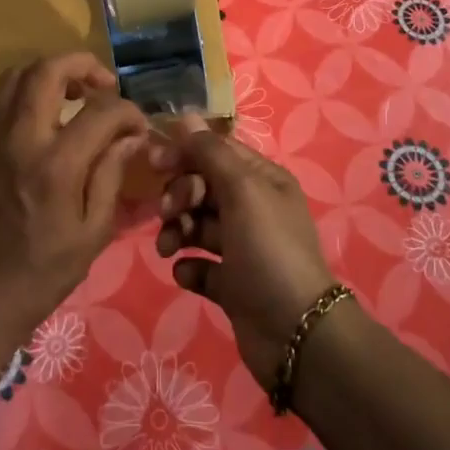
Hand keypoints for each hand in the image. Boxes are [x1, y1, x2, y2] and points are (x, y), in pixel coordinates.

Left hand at [0, 53, 150, 348]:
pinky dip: (21, 94)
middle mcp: (19, 139)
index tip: (138, 125)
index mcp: (56, 166)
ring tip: (72, 95)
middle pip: (48, 70)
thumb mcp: (92, 232)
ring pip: (15, 76)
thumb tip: (131, 135)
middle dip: (83, 65)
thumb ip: (111, 174)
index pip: (101, 111)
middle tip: (103, 85)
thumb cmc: (42, 274)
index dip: (128, 111)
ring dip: (49, 74)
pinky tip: (38, 117)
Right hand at [155, 115, 337, 386]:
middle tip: (169, 212)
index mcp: (262, 180)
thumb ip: (210, 152)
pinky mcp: (232, 284)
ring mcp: (242, 248)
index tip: (154, 163)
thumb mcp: (242, 191)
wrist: (295, 333)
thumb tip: (185, 116)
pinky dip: (189, 265)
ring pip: (197, 225)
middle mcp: (253, 209)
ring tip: (167, 249)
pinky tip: (186, 272)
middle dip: (180, 195)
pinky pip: (200, 264)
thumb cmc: (268, 249)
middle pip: (203, 187)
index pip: (216, 152)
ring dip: (177, 230)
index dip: (185, 153)